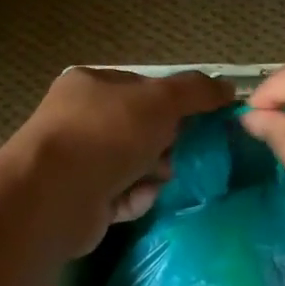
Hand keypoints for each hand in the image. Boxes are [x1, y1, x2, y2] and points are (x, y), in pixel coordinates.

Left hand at [9, 67, 232, 254]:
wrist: (56, 195)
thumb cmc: (107, 134)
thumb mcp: (160, 101)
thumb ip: (196, 92)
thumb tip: (228, 88)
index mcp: (90, 86)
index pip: (142, 89)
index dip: (173, 104)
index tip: (197, 121)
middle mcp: (79, 120)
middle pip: (140, 130)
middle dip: (165, 145)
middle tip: (176, 155)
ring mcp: (78, 162)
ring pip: (135, 165)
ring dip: (153, 175)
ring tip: (156, 181)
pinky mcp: (81, 199)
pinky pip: (122, 195)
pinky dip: (135, 198)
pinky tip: (135, 200)